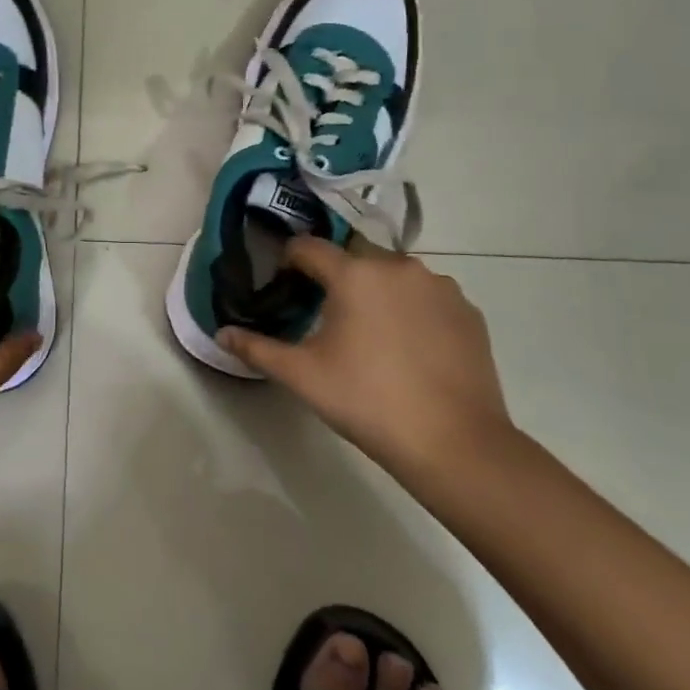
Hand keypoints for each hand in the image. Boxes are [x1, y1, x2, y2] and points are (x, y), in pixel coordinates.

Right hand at [217, 239, 515, 481]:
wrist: (454, 443)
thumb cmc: (367, 401)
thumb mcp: (302, 375)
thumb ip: (256, 348)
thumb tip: (221, 333)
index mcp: (354, 274)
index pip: (308, 246)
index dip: (289, 261)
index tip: (284, 286)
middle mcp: (398, 266)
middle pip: (353, 254)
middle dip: (335, 273)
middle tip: (325, 312)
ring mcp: (440, 286)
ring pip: (393, 272)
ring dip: (375, 288)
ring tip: (369, 331)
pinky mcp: (468, 310)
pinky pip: (426, 294)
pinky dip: (410, 307)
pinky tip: (407, 345)